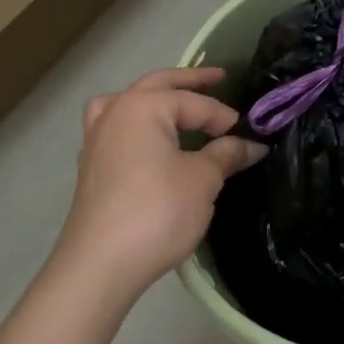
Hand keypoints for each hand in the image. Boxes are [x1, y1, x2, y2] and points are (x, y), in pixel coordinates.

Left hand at [51, 67, 265, 307]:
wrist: (99, 266)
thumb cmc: (157, 211)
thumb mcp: (203, 180)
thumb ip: (227, 154)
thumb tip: (253, 145)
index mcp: (143, 106)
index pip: (194, 102)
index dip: (224, 116)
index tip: (249, 133)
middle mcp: (116, 113)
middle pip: (157, 85)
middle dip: (189, 81)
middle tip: (218, 77)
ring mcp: (97, 140)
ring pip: (127, 103)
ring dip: (154, 97)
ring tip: (173, 101)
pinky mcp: (90, 167)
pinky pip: (116, 127)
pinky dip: (135, 122)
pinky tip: (146, 140)